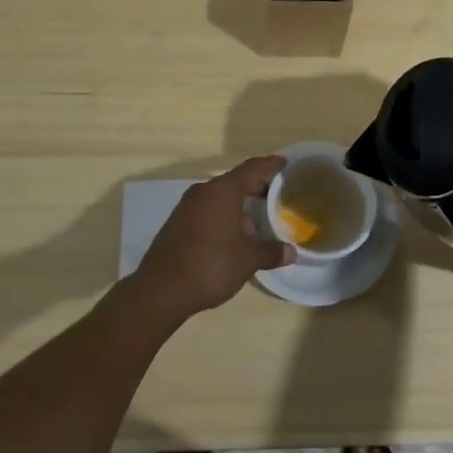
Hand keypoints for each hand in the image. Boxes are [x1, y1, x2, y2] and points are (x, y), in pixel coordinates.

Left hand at [128, 156, 293, 320]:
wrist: (161, 290)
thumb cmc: (211, 265)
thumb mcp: (248, 260)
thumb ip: (271, 252)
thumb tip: (291, 251)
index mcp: (224, 190)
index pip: (252, 168)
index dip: (270, 165)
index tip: (285, 162)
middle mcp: (204, 191)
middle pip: (235, 181)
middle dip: (256, 187)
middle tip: (277, 194)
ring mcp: (187, 207)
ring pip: (220, 198)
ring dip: (239, 205)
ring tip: (259, 220)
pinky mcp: (177, 223)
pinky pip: (207, 211)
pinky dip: (223, 216)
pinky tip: (233, 236)